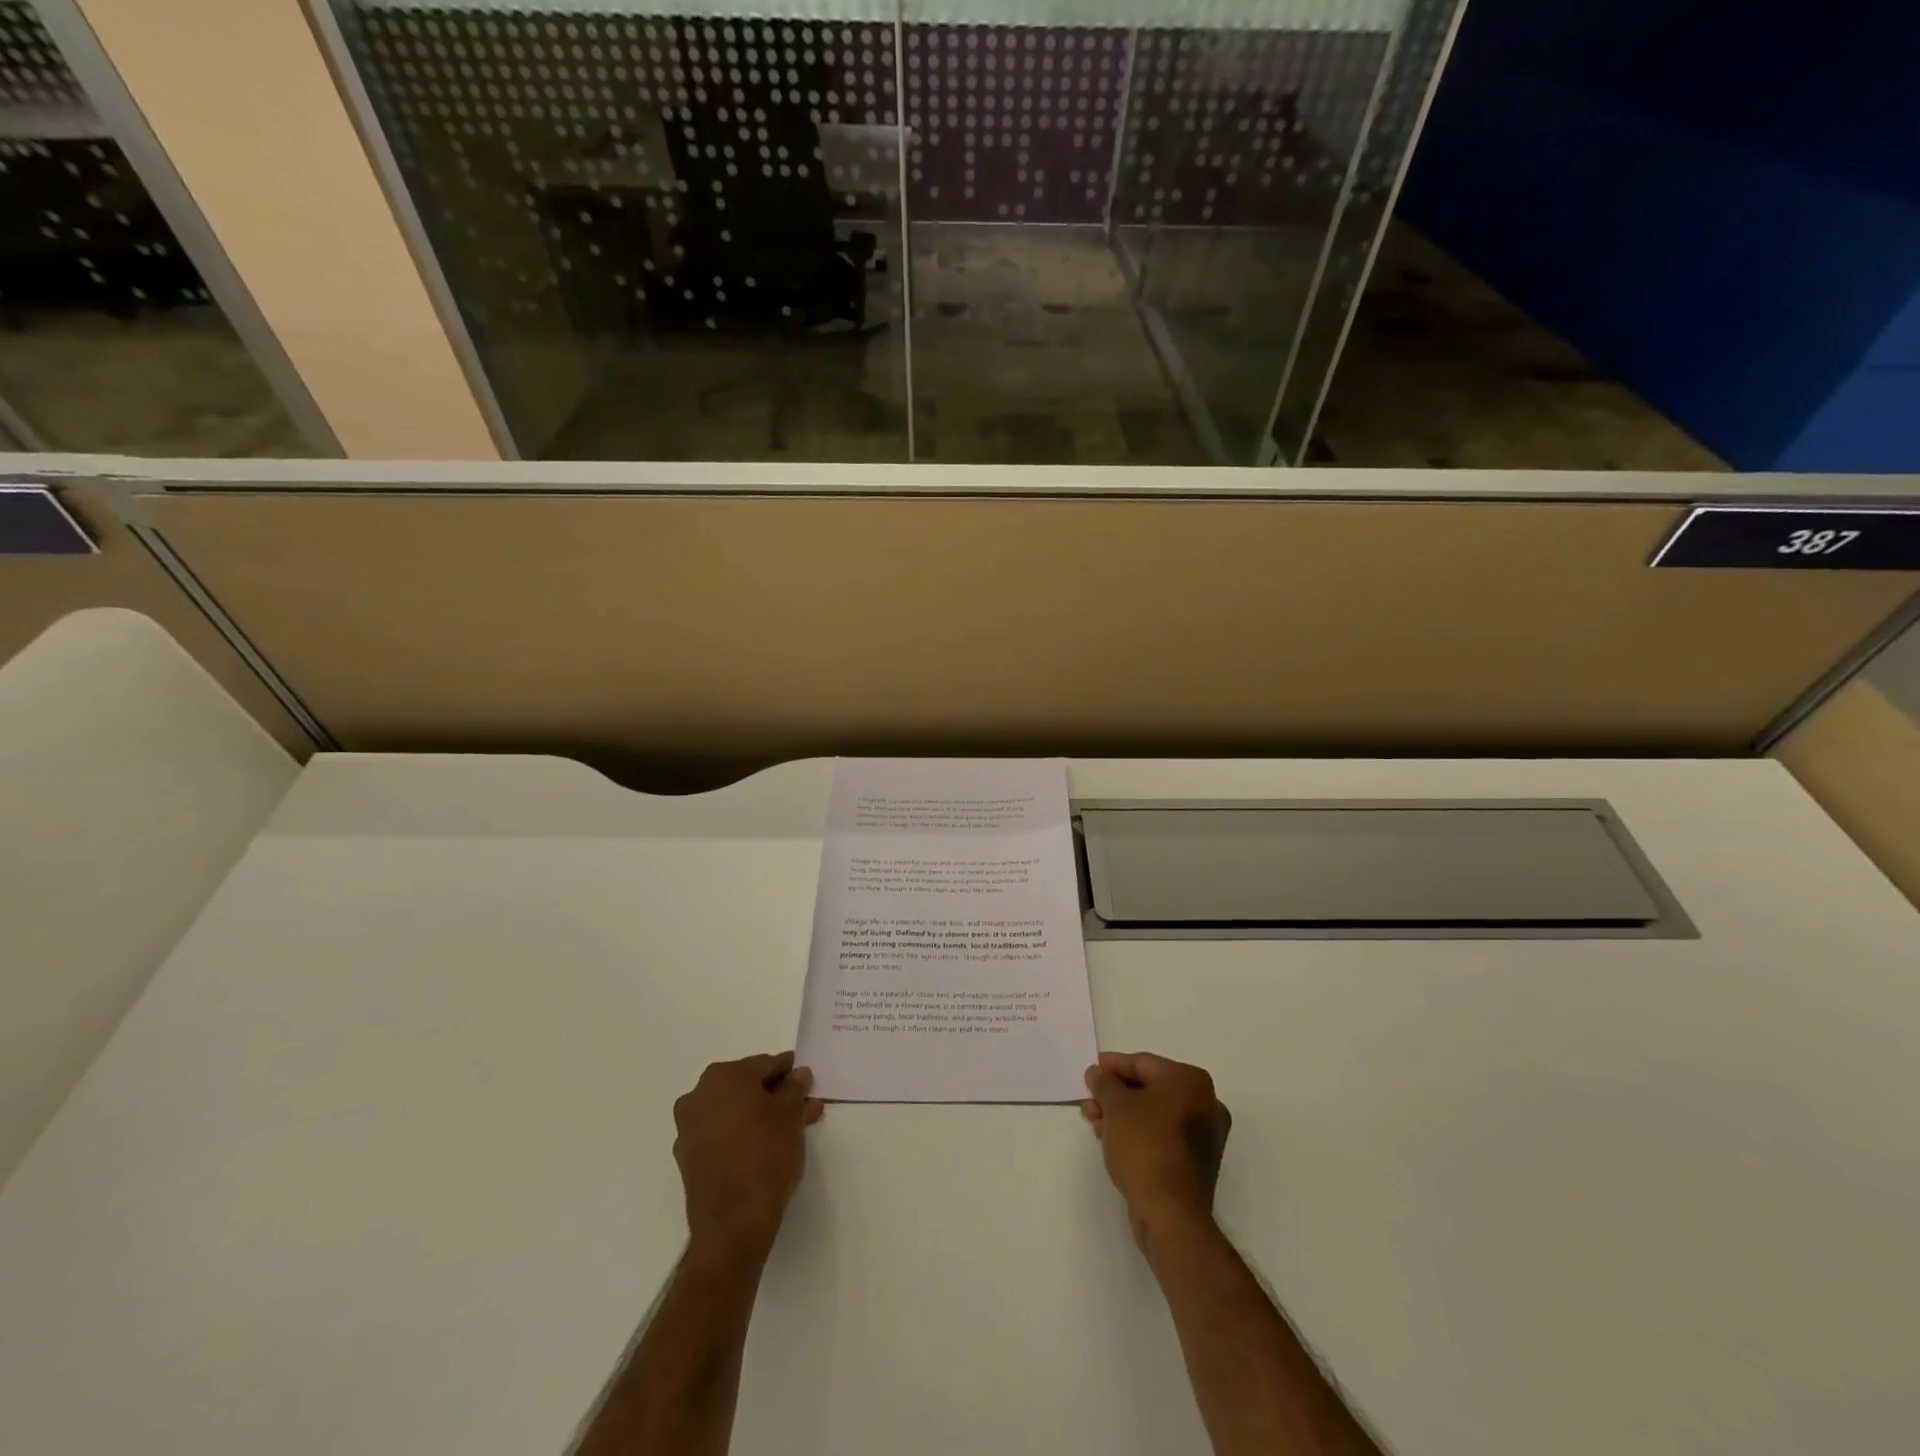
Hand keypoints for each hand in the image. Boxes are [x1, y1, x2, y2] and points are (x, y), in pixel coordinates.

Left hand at [673, 1052, 823, 1257]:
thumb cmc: (766, 1155)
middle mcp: (699, 1095)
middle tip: (803, 1107)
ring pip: (735, 1111)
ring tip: (793, 1129)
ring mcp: (689, 1128)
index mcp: (723, 1076)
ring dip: (762, 1115)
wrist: (733, 1223)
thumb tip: (797, 1074)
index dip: (789, 1072)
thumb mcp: (791, 1114)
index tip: (806, 1080)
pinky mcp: (688, 1158)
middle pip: (747, 1087)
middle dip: (777, 1095)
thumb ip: (795, 1088)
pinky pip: (721, 1134)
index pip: (765, 1064)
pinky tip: (767, 1146)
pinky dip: (742, 1134)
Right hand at [1082, 1052, 1231, 1249]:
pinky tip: (1112, 1138)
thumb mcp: (1116, 1106)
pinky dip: (1138, 1132)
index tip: (1090, 1073)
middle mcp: (1205, 1102)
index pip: (1143, 1063)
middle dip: (1116, 1093)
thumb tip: (1098, 1073)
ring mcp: (1204, 1135)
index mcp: (1191, 1081)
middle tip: (1090, 1099)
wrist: (1171, 1214)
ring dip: (1123, 1114)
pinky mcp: (1196, 1162)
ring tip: (1094, 1120)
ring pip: (1154, 1114)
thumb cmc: (1145, 1146)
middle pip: (1150, 1088)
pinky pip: (1162, 1135)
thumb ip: (1105, 1083)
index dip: (1112, 1066)